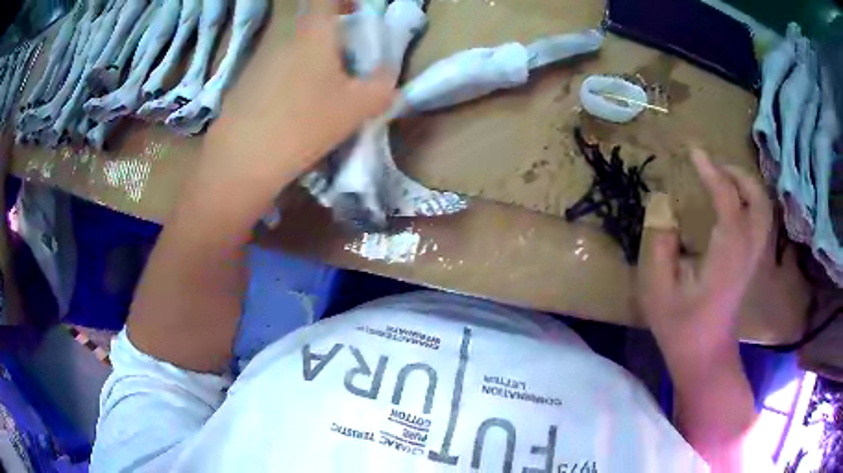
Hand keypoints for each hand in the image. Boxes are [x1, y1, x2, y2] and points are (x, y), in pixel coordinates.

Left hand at [196, 0, 395, 217]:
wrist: (242, 161)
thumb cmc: (304, 124)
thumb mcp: (356, 109)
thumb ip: (381, 87)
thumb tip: (386, 77)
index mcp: (313, 35)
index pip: (327, 0)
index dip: (342, 0)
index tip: (353, 11)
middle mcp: (283, 41)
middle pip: (310, 29)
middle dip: (330, 42)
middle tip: (343, 71)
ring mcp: (258, 63)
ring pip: (291, 54)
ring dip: (307, 65)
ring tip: (316, 99)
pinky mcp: (242, 87)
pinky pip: (272, 75)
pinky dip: (286, 84)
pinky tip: (287, 116)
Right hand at [638, 149, 772, 368]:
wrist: (704, 354)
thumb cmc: (680, 325)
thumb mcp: (657, 288)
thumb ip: (659, 242)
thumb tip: (663, 204)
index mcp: (727, 255)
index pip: (728, 200)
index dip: (711, 171)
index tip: (693, 152)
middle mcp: (747, 250)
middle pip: (757, 198)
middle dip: (736, 172)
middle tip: (711, 163)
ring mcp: (753, 256)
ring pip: (763, 207)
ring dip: (746, 184)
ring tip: (723, 176)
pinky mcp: (752, 260)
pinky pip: (760, 218)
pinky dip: (750, 199)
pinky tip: (734, 199)